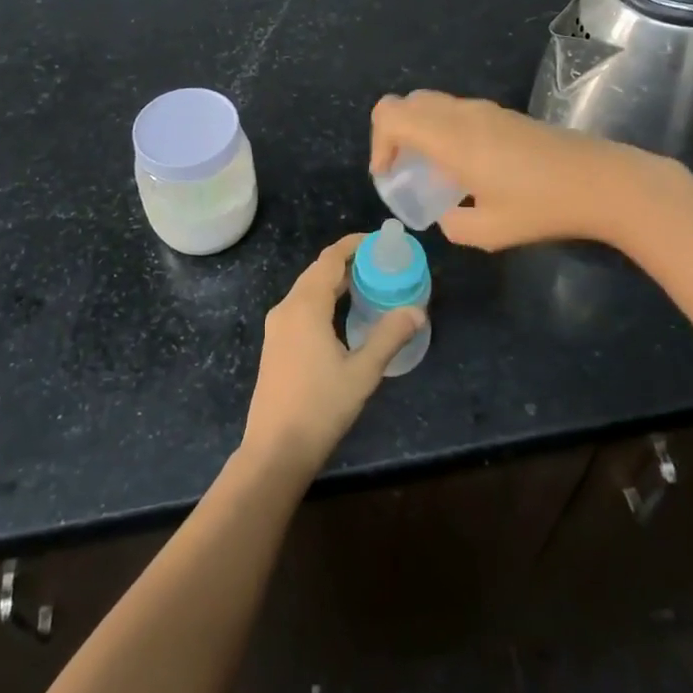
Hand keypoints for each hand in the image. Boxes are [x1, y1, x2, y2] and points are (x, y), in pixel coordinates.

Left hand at [241, 234, 426, 478]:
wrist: (275, 450)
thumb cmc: (320, 407)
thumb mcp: (362, 372)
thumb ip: (389, 337)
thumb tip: (417, 311)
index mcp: (305, 306)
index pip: (329, 260)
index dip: (353, 245)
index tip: (379, 242)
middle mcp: (286, 308)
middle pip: (317, 272)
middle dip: (347, 262)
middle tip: (381, 264)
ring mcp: (277, 327)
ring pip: (307, 290)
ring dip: (335, 282)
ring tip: (368, 285)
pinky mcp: (275, 344)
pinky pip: (301, 307)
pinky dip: (323, 299)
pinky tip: (343, 315)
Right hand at [370, 90, 674, 250]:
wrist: (603, 182)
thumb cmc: (542, 206)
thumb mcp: (488, 231)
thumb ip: (452, 224)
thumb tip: (445, 214)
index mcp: (450, 137)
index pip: (390, 114)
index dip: (378, 143)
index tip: (389, 176)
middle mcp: (463, 114)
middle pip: (408, 102)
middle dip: (394, 134)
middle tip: (404, 170)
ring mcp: (486, 110)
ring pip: (433, 104)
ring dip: (420, 131)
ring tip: (434, 172)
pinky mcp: (505, 115)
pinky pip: (457, 112)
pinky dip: (444, 131)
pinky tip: (467, 168)